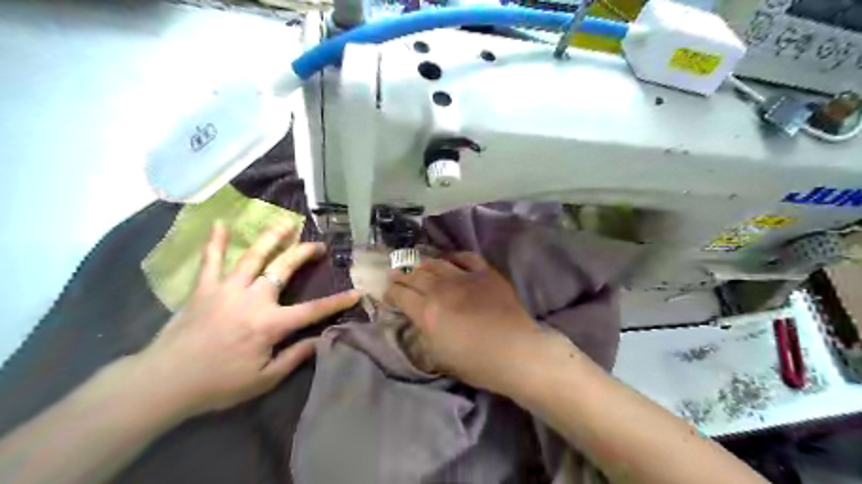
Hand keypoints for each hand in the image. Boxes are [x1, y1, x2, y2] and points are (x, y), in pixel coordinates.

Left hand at [131, 220, 355, 414]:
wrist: (163, 383)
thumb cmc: (218, 384)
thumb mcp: (264, 379)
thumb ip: (294, 357)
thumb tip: (320, 340)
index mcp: (270, 324)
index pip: (313, 310)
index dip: (337, 302)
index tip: (356, 293)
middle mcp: (253, 299)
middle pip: (284, 268)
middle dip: (305, 254)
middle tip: (319, 245)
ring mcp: (227, 289)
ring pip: (253, 256)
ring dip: (272, 237)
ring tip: (287, 222)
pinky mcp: (204, 288)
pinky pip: (211, 260)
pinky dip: (216, 242)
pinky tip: (221, 224)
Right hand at [387, 253, 541, 393]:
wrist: (515, 352)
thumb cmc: (476, 362)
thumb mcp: (439, 355)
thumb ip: (424, 333)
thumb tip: (419, 320)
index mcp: (427, 312)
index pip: (401, 295)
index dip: (391, 293)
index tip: (387, 293)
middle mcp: (441, 289)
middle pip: (414, 275)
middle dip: (401, 274)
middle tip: (394, 274)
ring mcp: (464, 277)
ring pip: (436, 263)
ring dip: (422, 263)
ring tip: (416, 264)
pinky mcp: (485, 273)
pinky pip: (466, 257)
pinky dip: (454, 257)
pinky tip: (449, 259)